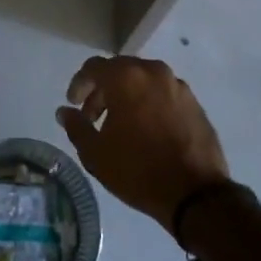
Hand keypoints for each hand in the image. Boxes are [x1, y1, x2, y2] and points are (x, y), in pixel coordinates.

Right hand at [57, 55, 231, 227]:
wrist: (195, 193)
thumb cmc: (138, 170)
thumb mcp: (96, 154)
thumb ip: (76, 127)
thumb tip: (65, 111)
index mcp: (126, 77)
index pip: (94, 67)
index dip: (79, 84)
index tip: (74, 104)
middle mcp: (153, 72)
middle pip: (120, 70)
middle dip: (103, 90)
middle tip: (94, 117)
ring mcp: (177, 85)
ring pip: (143, 80)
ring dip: (127, 96)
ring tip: (121, 125)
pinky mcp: (194, 102)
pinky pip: (163, 93)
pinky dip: (149, 103)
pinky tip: (147, 130)